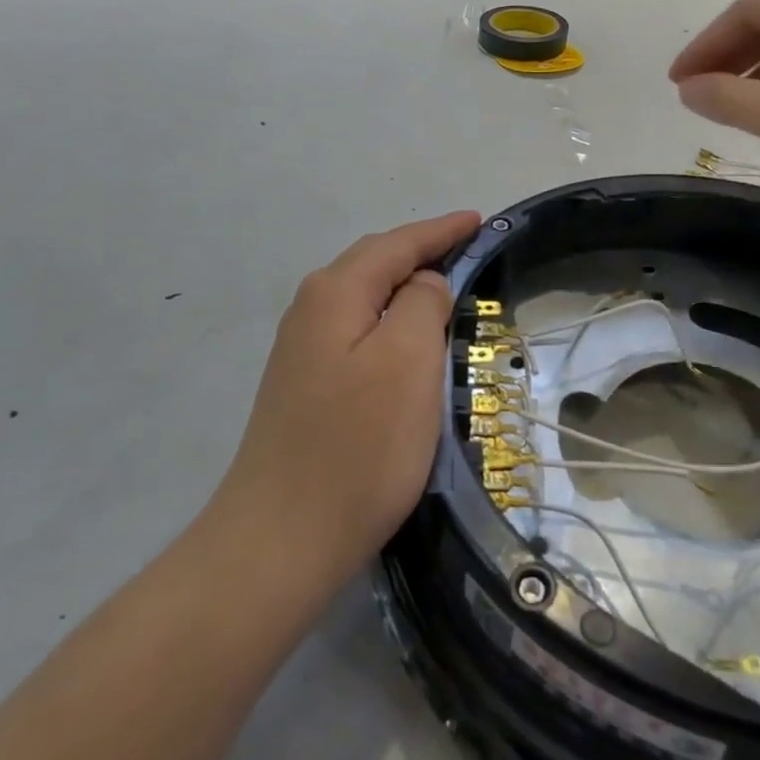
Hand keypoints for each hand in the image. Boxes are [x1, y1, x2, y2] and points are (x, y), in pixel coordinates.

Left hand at [214, 211, 481, 581]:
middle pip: (374, 263)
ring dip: (404, 287)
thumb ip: (422, 303)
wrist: (281, 539)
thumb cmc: (358, 446)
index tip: (478, 220)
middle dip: (421, 252)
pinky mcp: (304, 386)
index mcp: (335, 293)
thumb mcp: (408, 361)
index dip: (440, 230)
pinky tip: (404, 340)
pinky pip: (356, 331)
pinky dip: (389, 322)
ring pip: (363, 298)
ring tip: (443, 288)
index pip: (397, 244)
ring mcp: (302, 350)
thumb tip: (423, 284)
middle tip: (467, 250)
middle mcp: (311, 310)